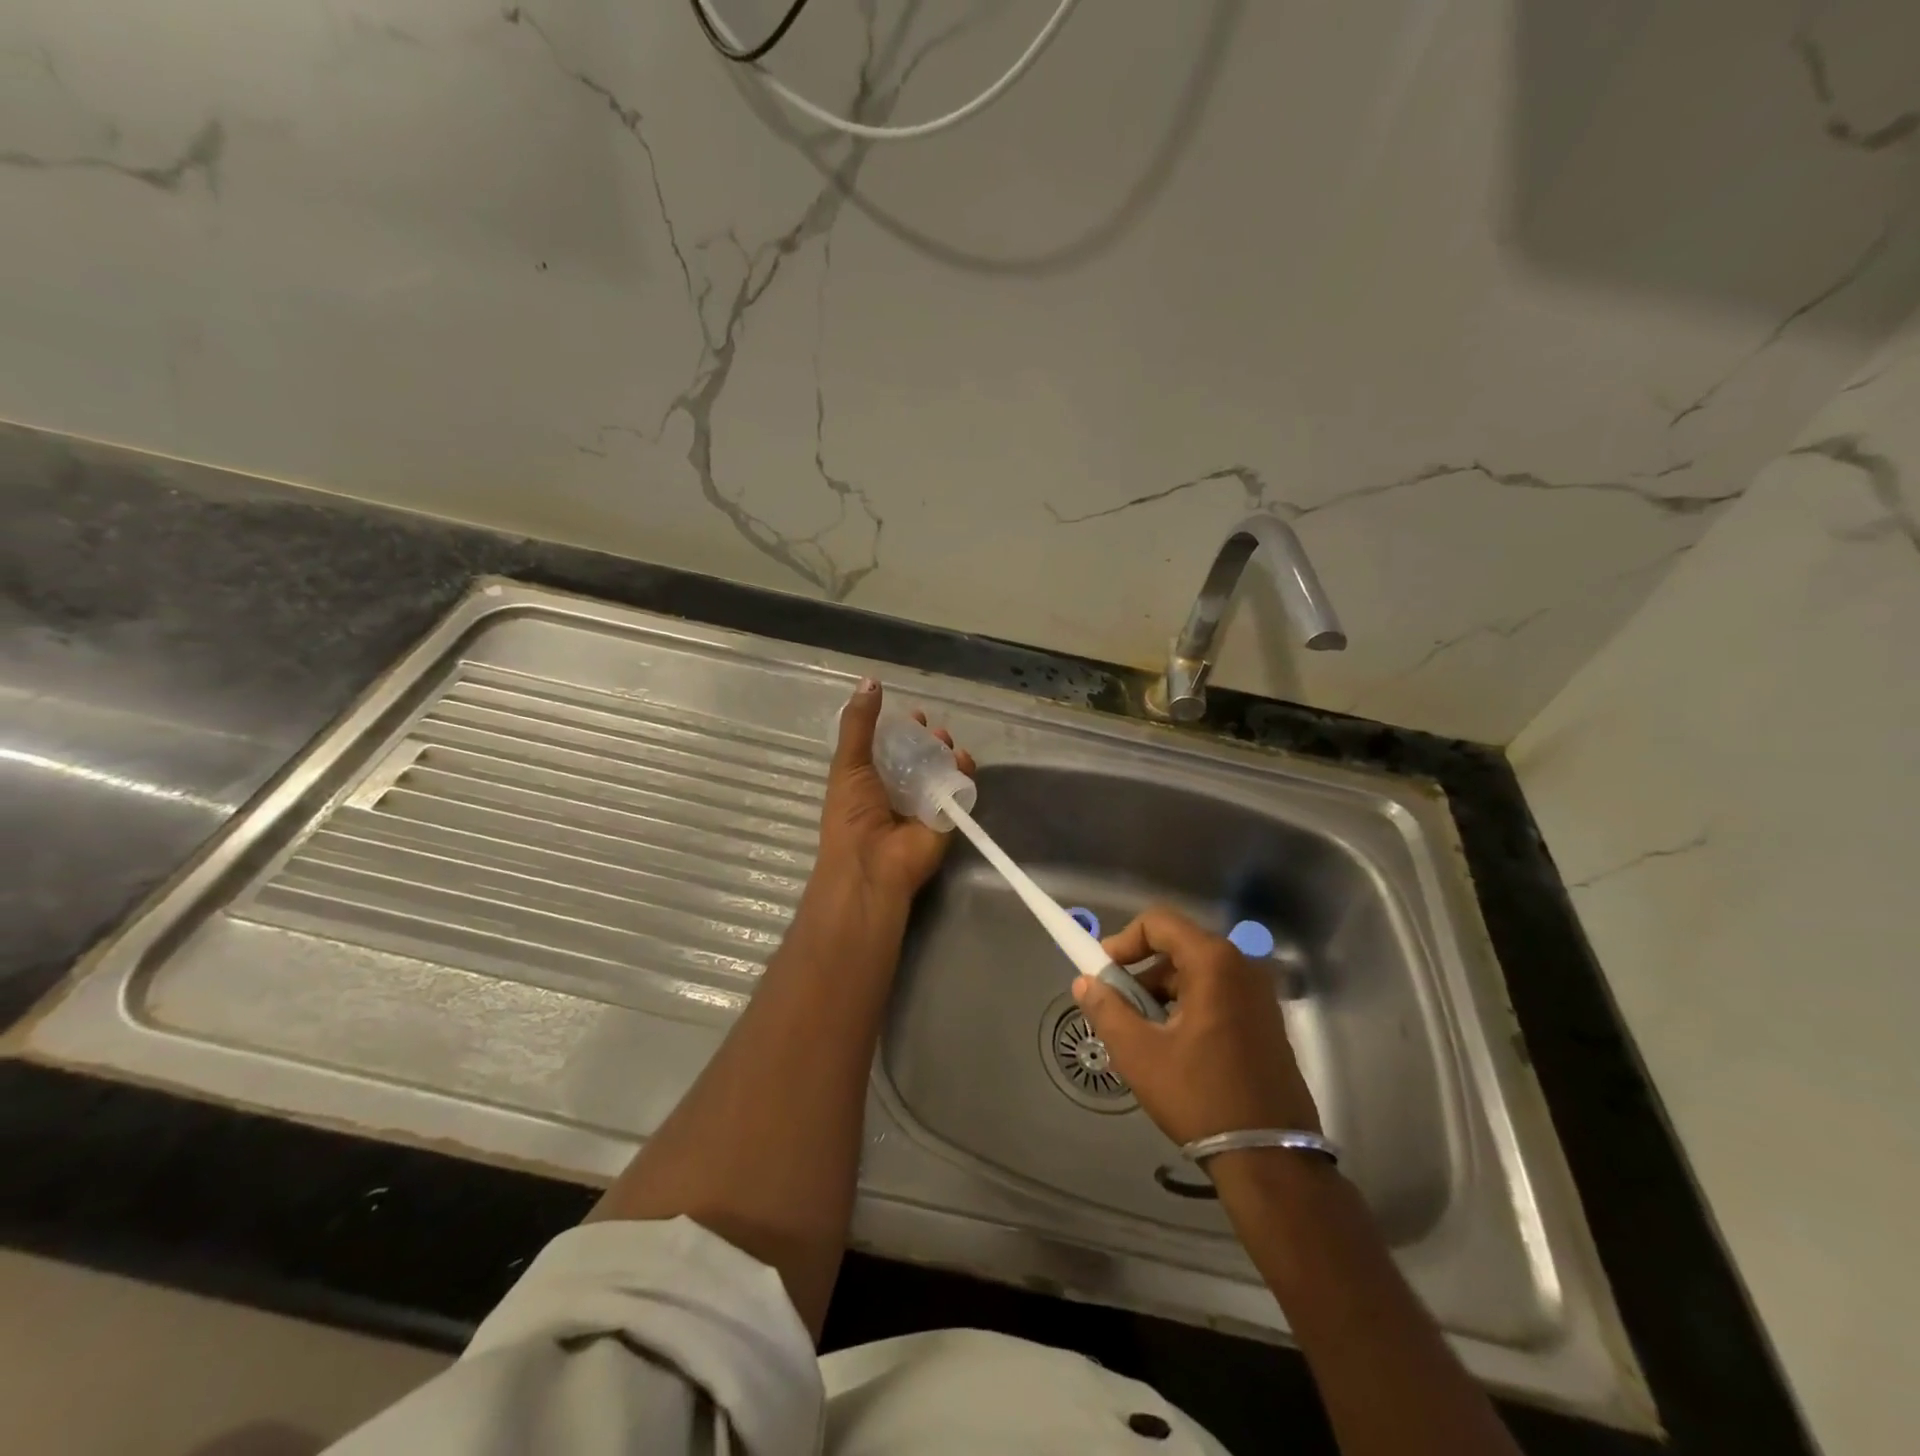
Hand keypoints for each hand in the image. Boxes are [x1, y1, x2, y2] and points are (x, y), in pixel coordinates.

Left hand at [817, 678, 975, 907]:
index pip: (891, 748)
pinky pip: (960, 790)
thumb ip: (859, 723)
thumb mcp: (849, 762)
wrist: (872, 864)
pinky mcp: (948, 818)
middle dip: (928, 740)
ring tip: (945, 742)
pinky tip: (963, 759)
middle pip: (919, 758)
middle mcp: (898, 791)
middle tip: (932, 729)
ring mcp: (924, 805)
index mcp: (870, 779)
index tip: (913, 715)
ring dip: (947, 753)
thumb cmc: (852, 813)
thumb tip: (870, 680)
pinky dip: (965, 773)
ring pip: (942, 771)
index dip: (901, 730)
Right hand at [1073, 906, 1320, 1145]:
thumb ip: (1106, 1009)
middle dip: (1141, 972)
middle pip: (1177, 947)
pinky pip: (1217, 995)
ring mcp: (1260, 995)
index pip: (1158, 922)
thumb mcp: (1140, 1054)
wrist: (1270, 1161)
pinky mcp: (1266, 1021)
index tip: (1103, 973)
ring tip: (1142, 1034)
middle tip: (1118, 1007)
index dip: (1124, 940)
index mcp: (1214, 963)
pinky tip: (1173, 1047)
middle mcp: (1242, 967)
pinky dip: (1187, 1007)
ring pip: (1196, 974)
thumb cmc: (1200, 1097)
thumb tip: (1084, 982)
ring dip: (1162, 993)